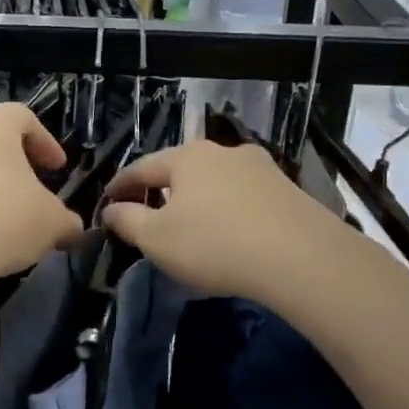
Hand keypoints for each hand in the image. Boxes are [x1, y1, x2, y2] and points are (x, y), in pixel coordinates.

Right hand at [101, 140, 341, 302]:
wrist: (300, 257)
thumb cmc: (215, 244)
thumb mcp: (157, 239)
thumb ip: (128, 221)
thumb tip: (110, 209)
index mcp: (187, 158)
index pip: (142, 168)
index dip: (121, 185)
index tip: (107, 201)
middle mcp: (223, 151)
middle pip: (181, 169)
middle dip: (161, 189)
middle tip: (148, 212)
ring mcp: (260, 167)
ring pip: (215, 181)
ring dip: (198, 198)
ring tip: (191, 222)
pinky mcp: (286, 189)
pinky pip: (243, 196)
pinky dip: (228, 209)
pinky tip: (230, 229)